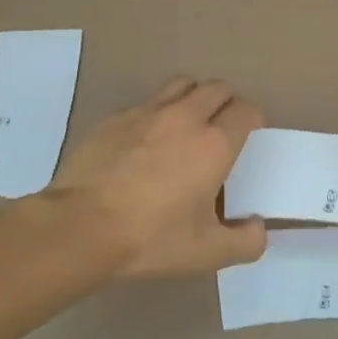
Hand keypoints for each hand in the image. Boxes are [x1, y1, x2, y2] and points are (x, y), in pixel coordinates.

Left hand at [47, 77, 267, 279]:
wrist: (79, 228)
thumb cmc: (150, 238)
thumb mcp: (207, 253)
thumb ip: (246, 242)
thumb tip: (259, 227)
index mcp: (214, 144)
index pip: (246, 110)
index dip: (253, 119)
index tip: (249, 136)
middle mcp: (185, 117)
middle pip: (217, 88)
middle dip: (227, 102)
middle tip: (221, 128)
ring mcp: (146, 113)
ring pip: (182, 85)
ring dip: (193, 97)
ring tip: (187, 124)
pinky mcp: (114, 118)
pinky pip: (145, 103)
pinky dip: (155, 114)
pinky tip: (144, 142)